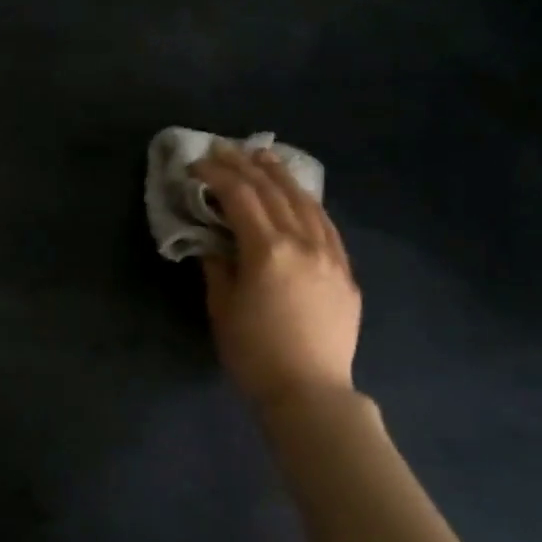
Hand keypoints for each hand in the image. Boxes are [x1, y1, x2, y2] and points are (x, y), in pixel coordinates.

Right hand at [190, 145, 360, 404]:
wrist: (310, 392)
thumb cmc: (254, 354)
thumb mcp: (222, 308)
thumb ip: (218, 266)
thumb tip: (214, 241)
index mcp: (268, 250)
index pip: (240, 197)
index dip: (216, 175)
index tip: (196, 165)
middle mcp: (303, 242)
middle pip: (273, 191)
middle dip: (245, 166)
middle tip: (223, 149)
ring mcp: (330, 254)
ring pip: (305, 202)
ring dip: (280, 176)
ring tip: (263, 157)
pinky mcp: (345, 271)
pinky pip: (326, 224)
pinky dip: (307, 202)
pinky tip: (299, 196)